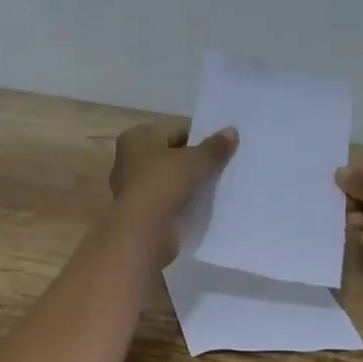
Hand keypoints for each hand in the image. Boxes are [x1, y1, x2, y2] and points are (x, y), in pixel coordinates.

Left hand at [109, 121, 237, 259]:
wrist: (143, 231)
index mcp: (137, 137)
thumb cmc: (163, 184)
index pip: (176, 129)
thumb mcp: (195, 160)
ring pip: (171, 179)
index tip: (223, 146)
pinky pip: (169, 199)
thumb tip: (232, 131)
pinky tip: (205, 204)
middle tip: (225, 164)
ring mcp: (134, 187)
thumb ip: (214, 147)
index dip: (200, 136)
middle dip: (196, 160)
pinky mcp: (142, 211)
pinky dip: (184, 201)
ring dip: (191, 182)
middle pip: (172, 154)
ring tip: (219, 184)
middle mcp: (130, 159)